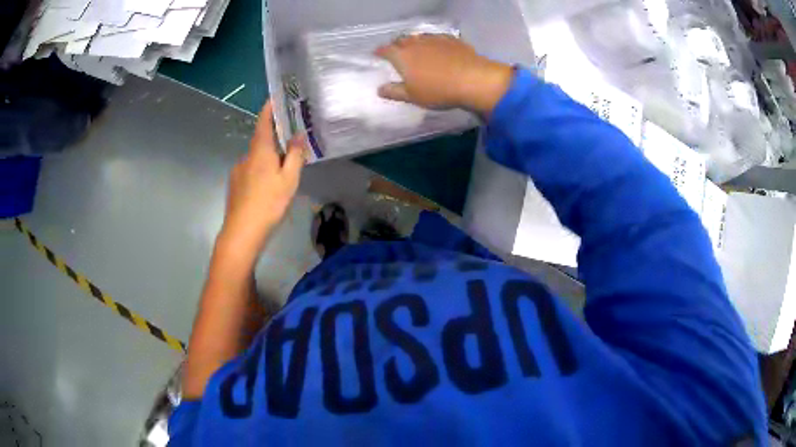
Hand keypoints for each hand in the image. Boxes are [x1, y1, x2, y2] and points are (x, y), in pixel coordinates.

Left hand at [218, 101, 305, 259]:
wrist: (242, 232)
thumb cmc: (268, 203)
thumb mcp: (289, 179)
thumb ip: (295, 156)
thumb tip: (298, 135)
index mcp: (260, 151)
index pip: (263, 122)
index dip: (269, 108)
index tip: (276, 98)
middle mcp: (246, 157)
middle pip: (261, 141)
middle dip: (274, 139)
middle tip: (290, 143)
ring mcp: (238, 172)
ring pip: (256, 159)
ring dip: (268, 160)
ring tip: (282, 173)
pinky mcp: (235, 186)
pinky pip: (250, 172)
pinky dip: (260, 173)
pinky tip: (267, 189)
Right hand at [375, 34, 513, 114]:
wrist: (473, 80)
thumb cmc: (438, 91)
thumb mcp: (412, 96)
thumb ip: (394, 91)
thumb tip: (380, 89)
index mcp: (402, 56)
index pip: (385, 50)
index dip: (380, 52)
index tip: (377, 55)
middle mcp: (416, 43)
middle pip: (401, 40)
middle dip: (396, 45)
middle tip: (397, 52)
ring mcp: (435, 39)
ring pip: (419, 36)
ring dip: (414, 41)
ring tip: (416, 48)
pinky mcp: (452, 40)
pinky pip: (437, 38)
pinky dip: (433, 42)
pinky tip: (437, 47)